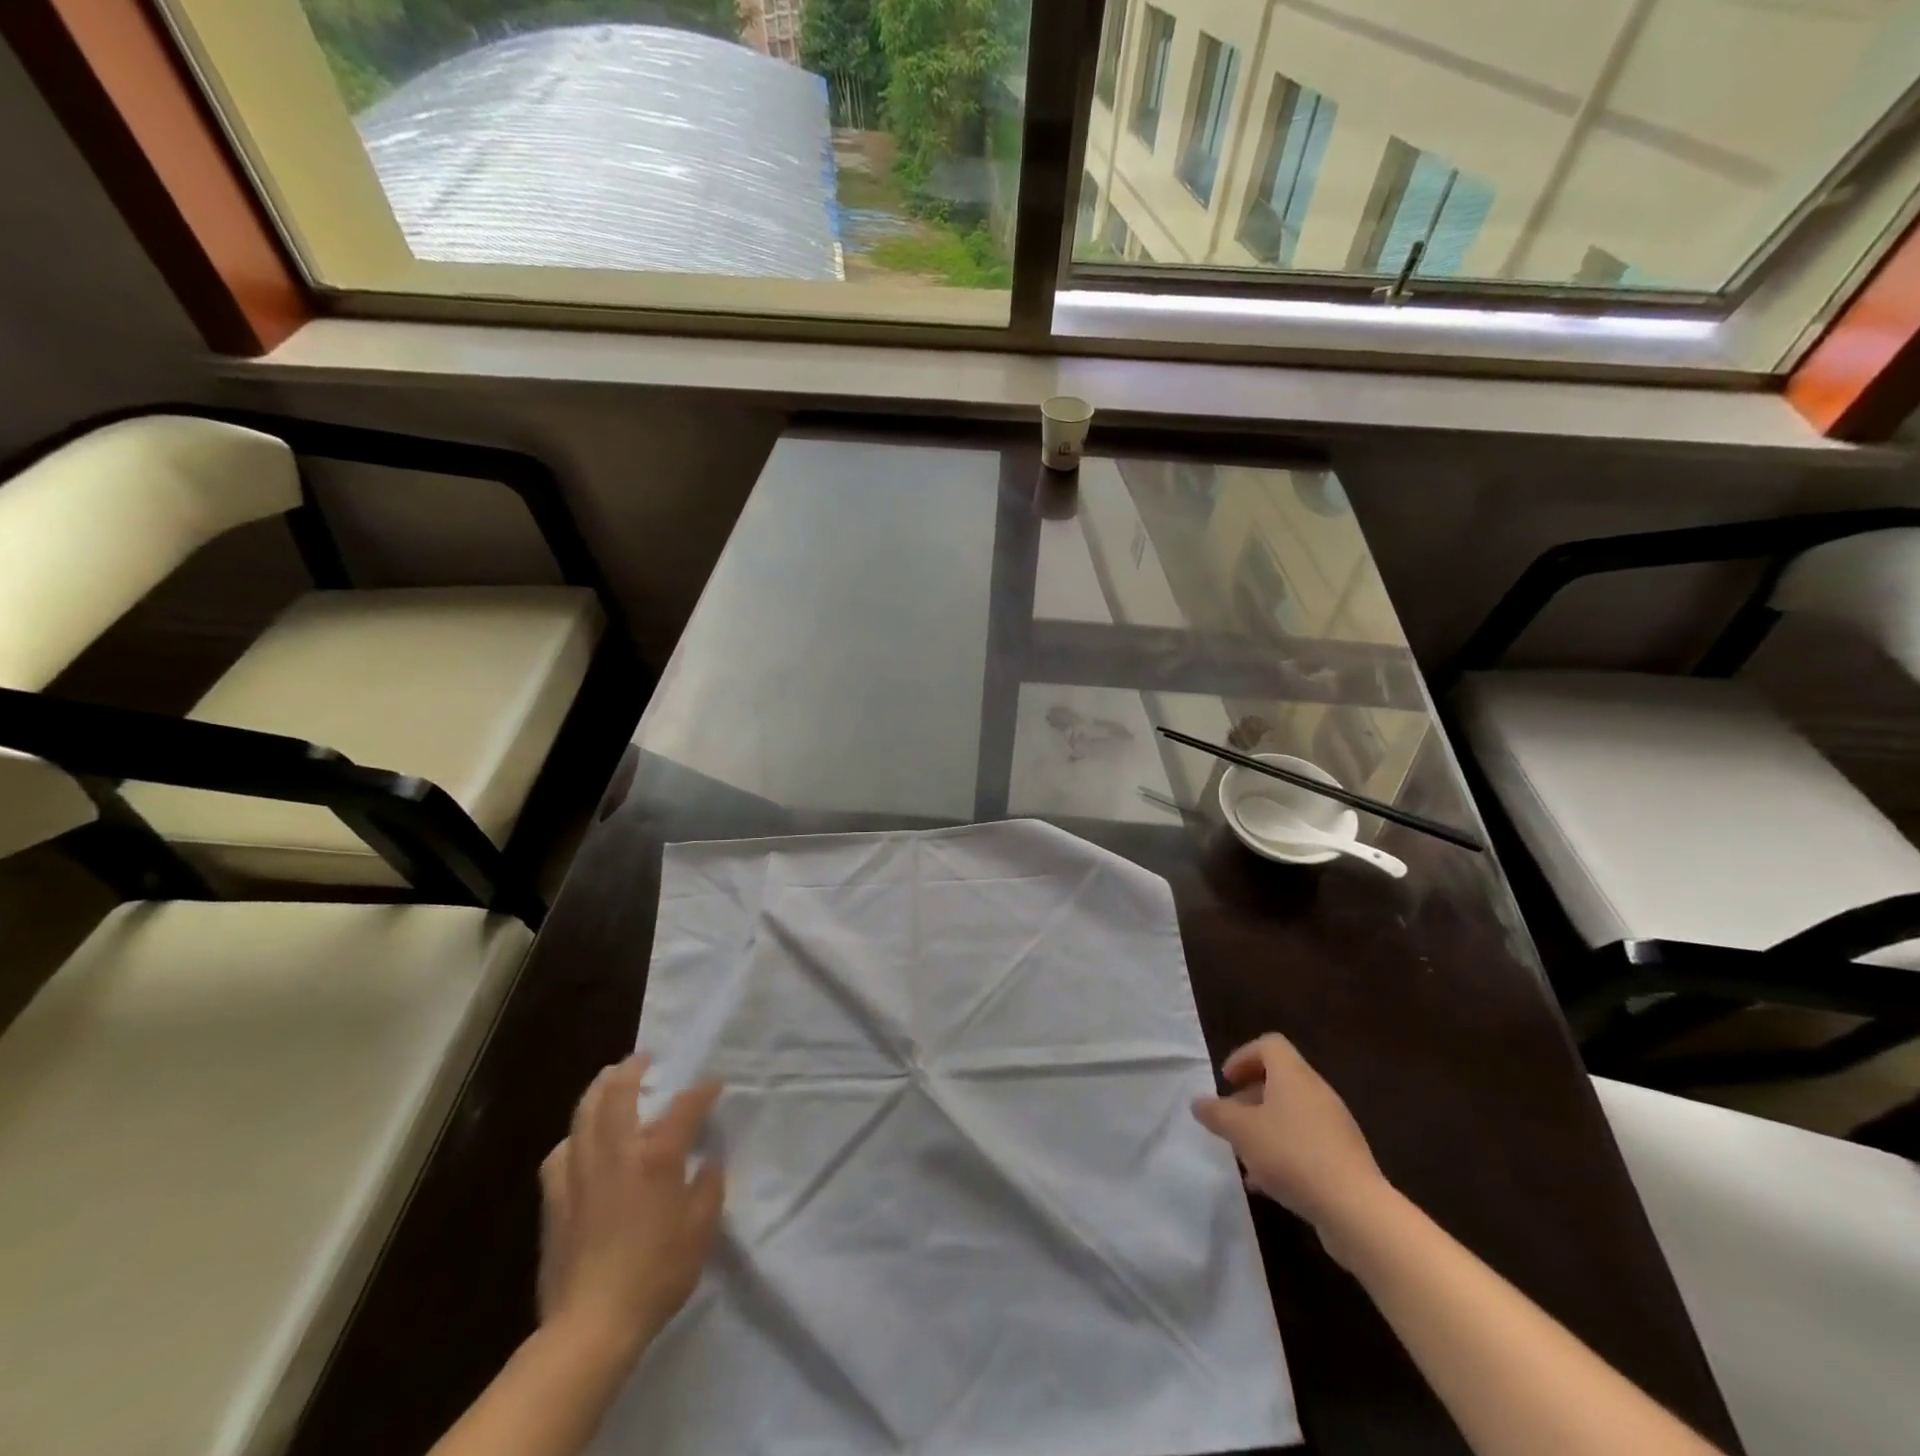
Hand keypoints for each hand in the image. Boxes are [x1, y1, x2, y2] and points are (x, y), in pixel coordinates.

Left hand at [537, 1056, 725, 1361]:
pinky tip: (578, 1143)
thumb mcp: (701, 1230)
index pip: (685, 1106)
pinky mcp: (554, 1198)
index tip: (713, 1083)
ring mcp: (580, 1172)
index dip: (702, 1090)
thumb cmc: (657, 1273)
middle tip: (644, 1059)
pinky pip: (561, 1153)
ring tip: (609, 1081)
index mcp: (658, 1156)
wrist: (591, 1325)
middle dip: (633, 1069)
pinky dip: (574, 1137)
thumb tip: (708, 1162)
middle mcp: (617, 1152)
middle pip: (619, 1092)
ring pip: (584, 1113)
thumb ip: (709, 1187)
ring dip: (599, 1090)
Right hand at [1192, 1033, 1388, 1248]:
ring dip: (1265, 1127)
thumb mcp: (1242, 1132)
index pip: (1269, 1045)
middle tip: (1230, 1119)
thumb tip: (1198, 1102)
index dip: (1244, 1057)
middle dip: (1250, 1097)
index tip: (1227, 1082)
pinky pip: (1307, 1142)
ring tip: (1245, 1154)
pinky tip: (1267, 1182)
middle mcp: (1317, 1092)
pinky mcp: (1344, 1157)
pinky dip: (1284, 1151)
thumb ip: (1216, 1114)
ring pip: (1292, 1114)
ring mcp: (1335, 1125)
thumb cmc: (1292, 1155)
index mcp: (1293, 1075)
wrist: (1356, 1210)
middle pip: (1280, 1080)